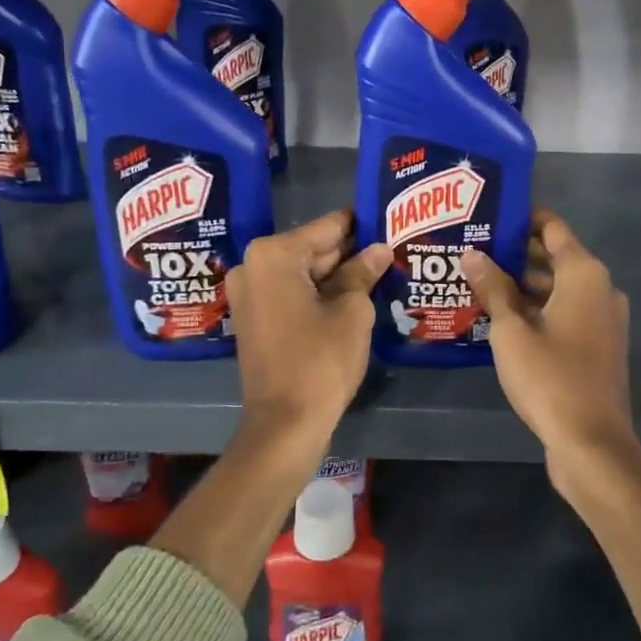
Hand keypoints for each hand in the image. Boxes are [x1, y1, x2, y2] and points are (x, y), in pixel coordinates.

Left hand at [228, 209, 389, 439]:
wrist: (285, 423)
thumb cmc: (320, 361)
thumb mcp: (351, 312)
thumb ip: (363, 272)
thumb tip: (379, 249)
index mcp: (273, 255)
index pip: (327, 227)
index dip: (360, 223)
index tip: (387, 216)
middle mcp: (253, 266)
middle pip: (312, 249)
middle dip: (350, 251)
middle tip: (391, 246)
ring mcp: (249, 294)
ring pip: (303, 272)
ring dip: (337, 274)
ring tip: (381, 268)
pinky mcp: (255, 318)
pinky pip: (292, 293)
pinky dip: (319, 293)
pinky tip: (355, 294)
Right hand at [461, 212, 637, 481]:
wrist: (591, 443)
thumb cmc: (550, 378)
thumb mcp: (511, 331)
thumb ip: (493, 288)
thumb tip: (472, 254)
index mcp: (584, 275)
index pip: (552, 228)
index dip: (523, 218)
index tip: (489, 214)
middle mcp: (599, 289)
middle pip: (555, 257)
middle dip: (515, 253)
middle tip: (472, 248)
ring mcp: (601, 319)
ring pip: (557, 288)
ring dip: (523, 284)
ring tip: (478, 280)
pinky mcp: (596, 345)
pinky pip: (564, 312)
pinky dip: (537, 308)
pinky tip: (500, 316)